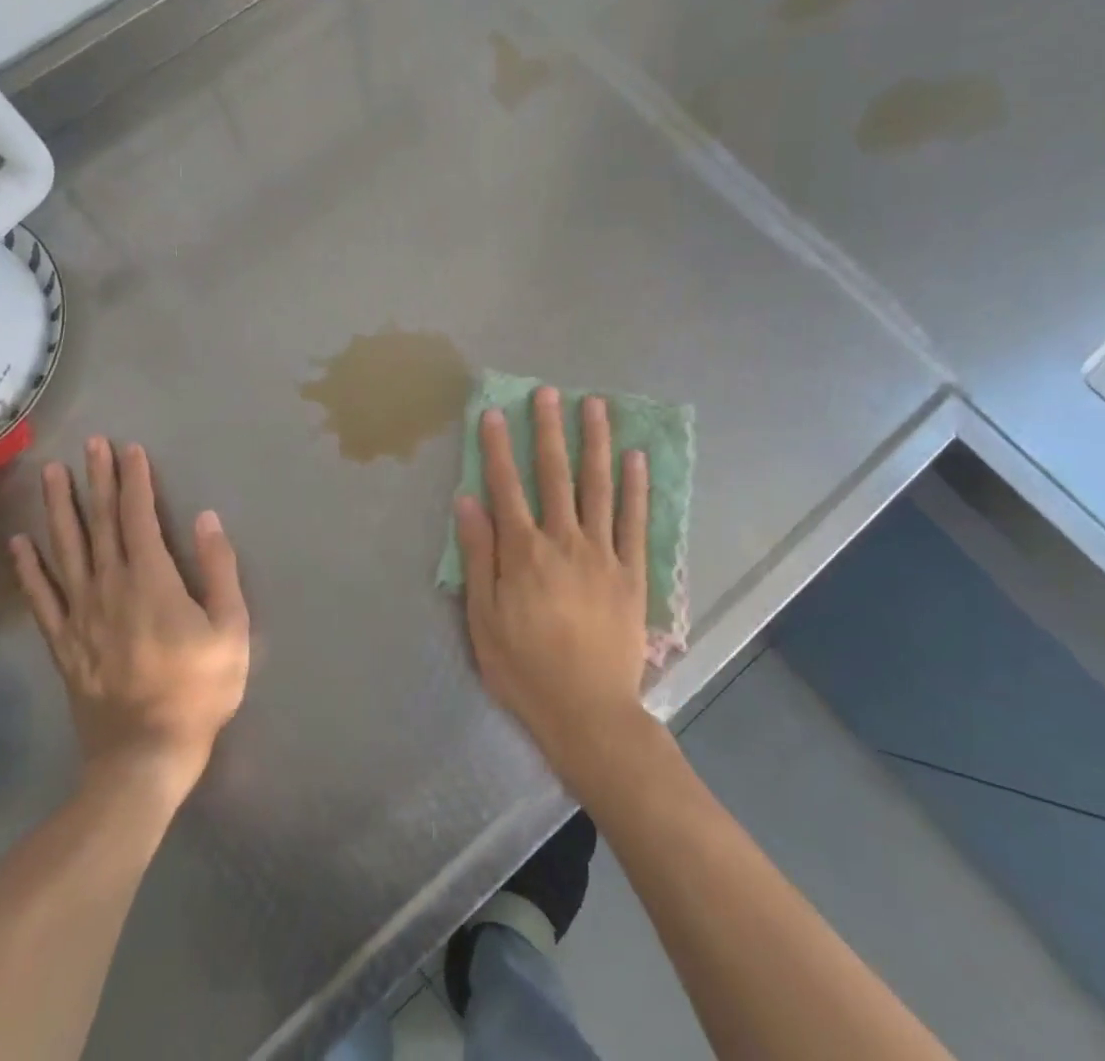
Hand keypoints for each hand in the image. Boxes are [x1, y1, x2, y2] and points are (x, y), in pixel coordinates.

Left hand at [11, 437, 249, 804]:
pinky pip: (41, 598)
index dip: (134, 480)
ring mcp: (80, 615)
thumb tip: (205, 519)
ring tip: (52, 474)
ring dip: (59, 509)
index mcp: (152, 580)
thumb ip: (219, 570)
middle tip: (89, 444)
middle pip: (101, 523)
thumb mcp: (231, 628)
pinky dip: (29, 569)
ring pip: (66, 551)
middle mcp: (109, 587)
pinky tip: (21, 543)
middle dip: (97, 480)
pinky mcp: (63, 643)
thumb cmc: (199, 689)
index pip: (139, 517)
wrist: (145, 755)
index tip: (129, 449)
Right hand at [456, 387, 651, 786]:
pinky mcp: (632, 573)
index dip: (498, 447)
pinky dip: (636, 489)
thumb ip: (479, 555)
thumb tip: (468, 500)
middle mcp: (565, 541)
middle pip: (555, 475)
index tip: (494, 412)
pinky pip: (635, 522)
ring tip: (595, 406)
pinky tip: (637, 459)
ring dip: (595, 443)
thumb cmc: (525, 668)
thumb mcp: (483, 618)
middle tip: (549, 392)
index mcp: (524, 552)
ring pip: (598, 487)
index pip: (507, 486)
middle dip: (549, 430)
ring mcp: (603, 554)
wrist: (588, 713)